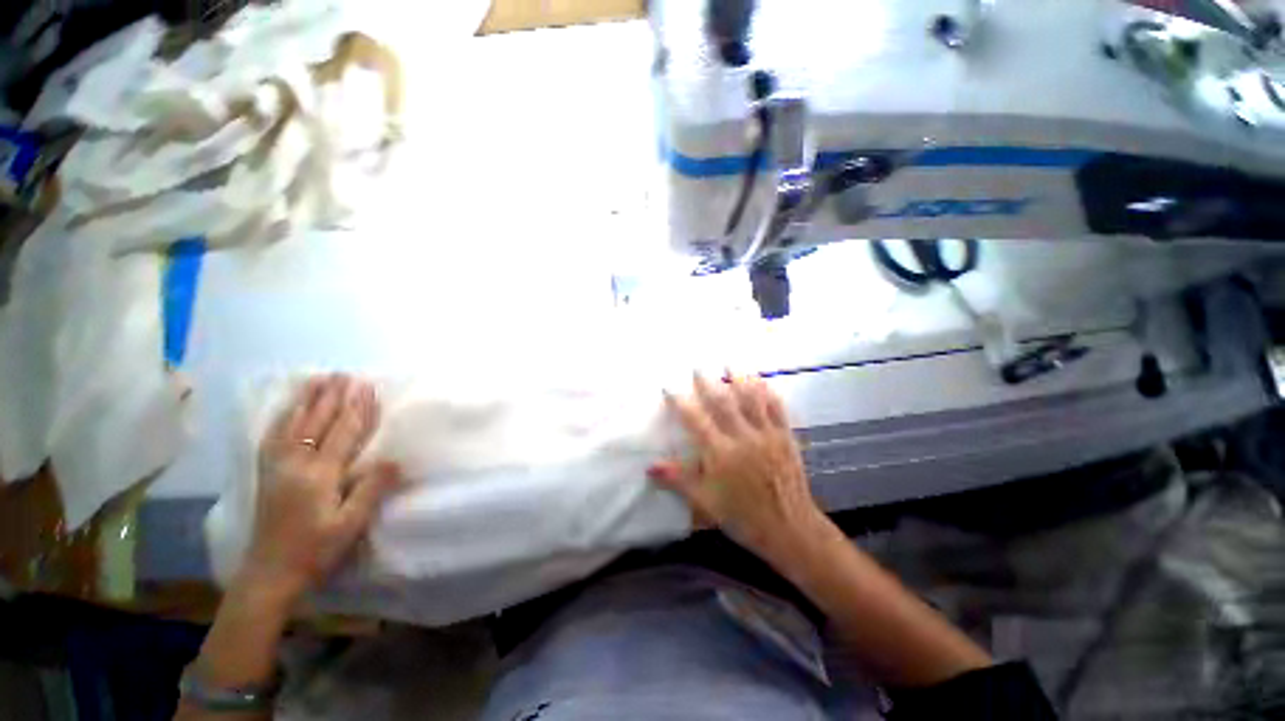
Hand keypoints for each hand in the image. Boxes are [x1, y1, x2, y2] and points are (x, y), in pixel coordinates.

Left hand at [240, 374, 401, 607]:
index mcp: (319, 475)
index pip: (343, 433)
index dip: (357, 409)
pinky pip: (273, 437)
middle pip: (317, 422)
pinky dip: (282, 417)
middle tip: (344, 374)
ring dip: (307, 400)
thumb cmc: (315, 551)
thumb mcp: (350, 525)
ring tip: (317, 379)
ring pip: (292, 424)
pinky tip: (287, 407)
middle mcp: (295, 464)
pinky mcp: (266, 474)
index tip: (367, 387)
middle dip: (332, 397)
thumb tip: (394, 459)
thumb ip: (371, 490)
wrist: (269, 574)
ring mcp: (276, 467)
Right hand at [648, 373, 822, 561]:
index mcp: (720, 453)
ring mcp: (766, 435)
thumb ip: (678, 480)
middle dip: (709, 382)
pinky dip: (768, 392)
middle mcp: (743, 438)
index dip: (680, 402)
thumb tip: (649, 467)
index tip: (670, 387)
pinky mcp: (785, 437)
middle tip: (698, 367)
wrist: (789, 529)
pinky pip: (777, 408)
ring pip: (752, 399)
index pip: (695, 420)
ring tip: (731, 362)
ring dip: (740, 378)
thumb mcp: (705, 503)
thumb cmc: (742, 517)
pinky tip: (763, 381)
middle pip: (723, 402)